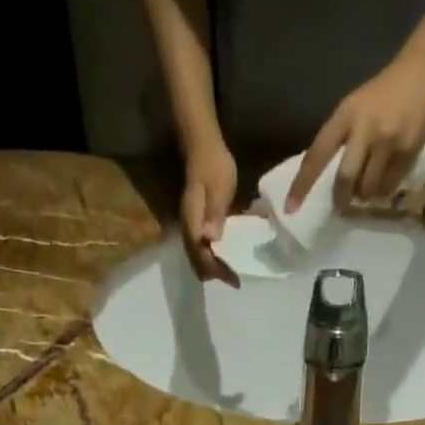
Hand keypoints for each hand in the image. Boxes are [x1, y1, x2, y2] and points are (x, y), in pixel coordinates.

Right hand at [180, 140, 239, 284]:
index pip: (203, 258)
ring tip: (231, 271)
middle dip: (216, 274)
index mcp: (193, 225)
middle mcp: (189, 231)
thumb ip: (215, 214)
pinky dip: (213, 256)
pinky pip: (202, 248)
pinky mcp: (197, 223)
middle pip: (198, 263)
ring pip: (199, 258)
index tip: (235, 279)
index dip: (218, 271)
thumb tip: (210, 240)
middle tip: (234, 278)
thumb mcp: (219, 188)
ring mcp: (191, 227)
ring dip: (214, 267)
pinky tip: (226, 255)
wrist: (202, 145)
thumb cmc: (213, 165)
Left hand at [287, 53, 424, 210]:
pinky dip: (381, 192)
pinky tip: (383, 181)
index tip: (290, 209)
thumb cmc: (380, 96)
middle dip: (341, 198)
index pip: (317, 154)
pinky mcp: (407, 150)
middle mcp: (365, 127)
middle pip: (346, 179)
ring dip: (363, 196)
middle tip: (341, 204)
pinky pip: (388, 187)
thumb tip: (324, 182)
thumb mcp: (352, 108)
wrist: (421, 72)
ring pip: (367, 189)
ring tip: (366, 187)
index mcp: (345, 115)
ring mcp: (388, 140)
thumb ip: (338, 140)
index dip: (302, 184)